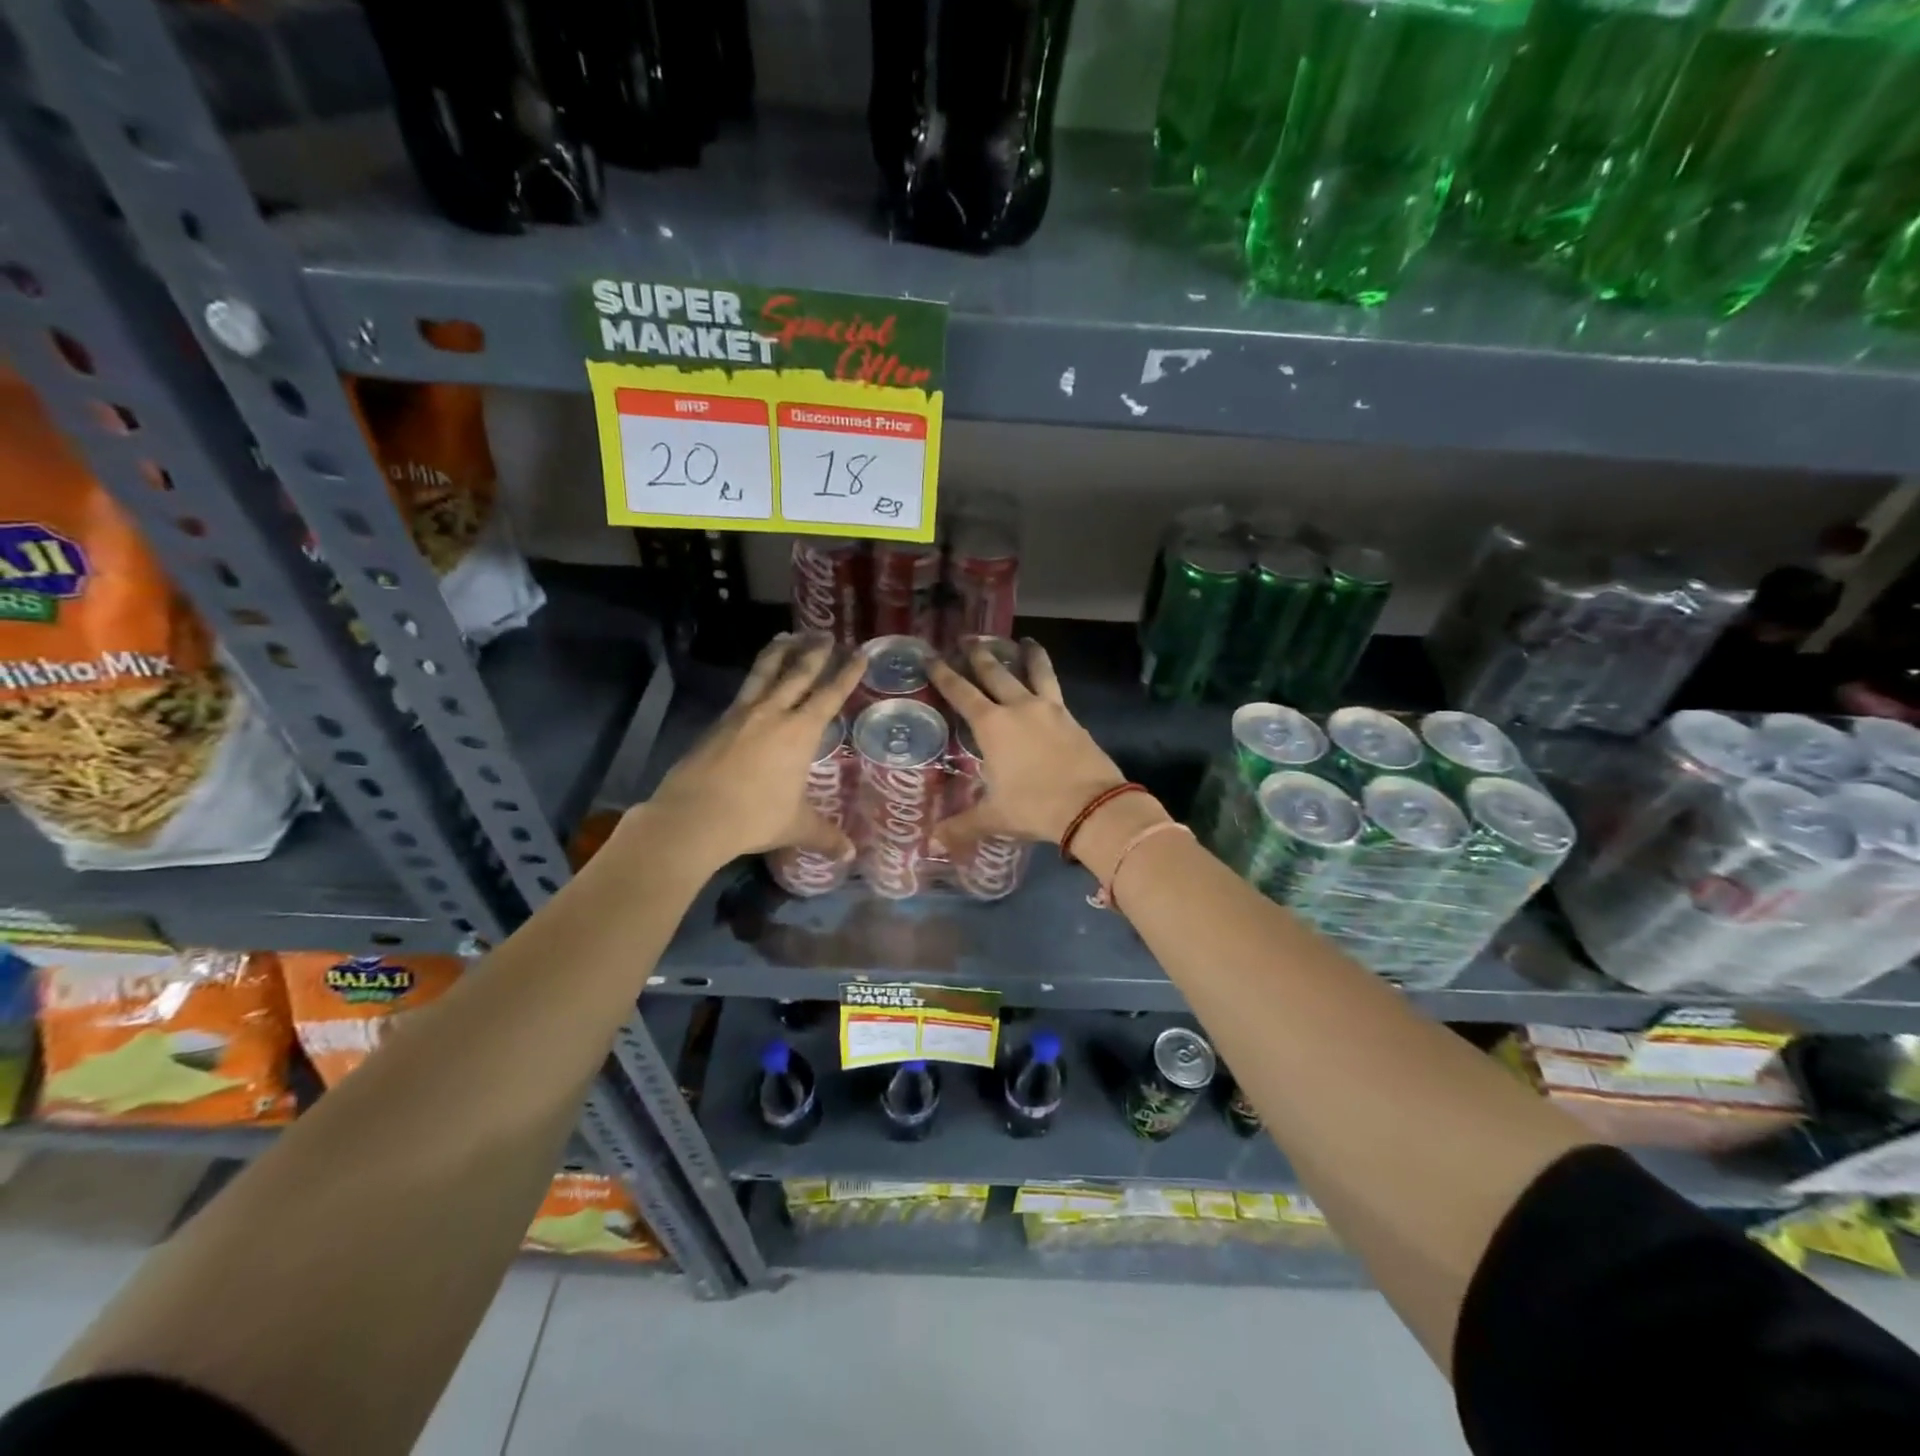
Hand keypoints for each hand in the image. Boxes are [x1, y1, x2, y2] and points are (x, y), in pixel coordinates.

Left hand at [642, 633, 863, 871]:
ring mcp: (741, 715)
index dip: (847, 674)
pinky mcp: (717, 723)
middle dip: (815, 652)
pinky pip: (743, 691)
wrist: (694, 816)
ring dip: (779, 652)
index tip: (859, 653)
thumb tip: (850, 856)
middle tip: (825, 634)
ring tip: (787, 635)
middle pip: (798, 673)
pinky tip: (755, 681)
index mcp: (799, 732)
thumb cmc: (754, 817)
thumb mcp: (796, 826)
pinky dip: (755, 677)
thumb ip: (825, 836)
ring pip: (764, 673)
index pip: (830, 695)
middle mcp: (773, 714)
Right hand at [928, 640, 1126, 851]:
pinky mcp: (1073, 718)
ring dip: (1027, 655)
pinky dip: (1048, 678)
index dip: (943, 674)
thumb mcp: (995, 817)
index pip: (961, 692)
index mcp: (993, 725)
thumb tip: (931, 842)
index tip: (931, 656)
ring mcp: (1050, 709)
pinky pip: (1056, 689)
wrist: (1093, 806)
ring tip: (1024, 640)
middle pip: (995, 672)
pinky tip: (1047, 682)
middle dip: (979, 654)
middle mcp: (1019, 708)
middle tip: (968, 638)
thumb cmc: (1035, 806)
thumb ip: (962, 826)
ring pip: (1035, 671)